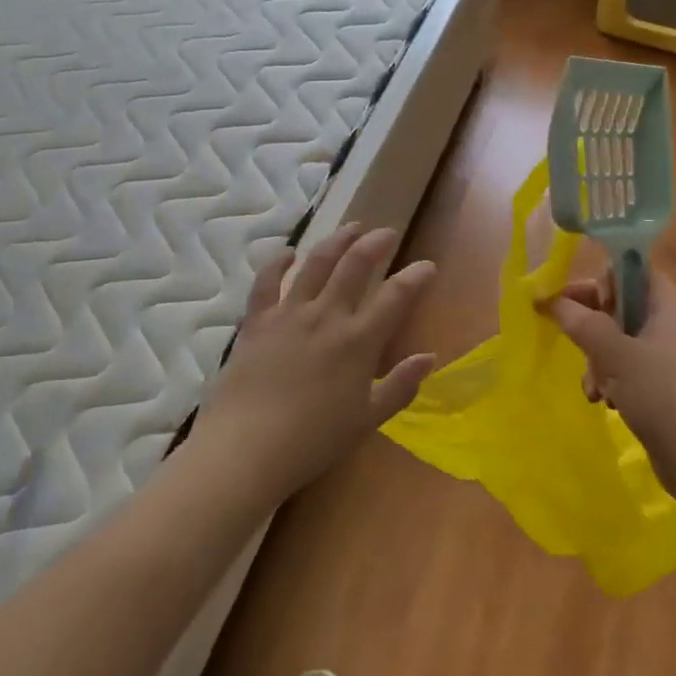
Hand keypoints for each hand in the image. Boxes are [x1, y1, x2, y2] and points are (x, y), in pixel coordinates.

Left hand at [196, 223, 436, 500]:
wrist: (247, 449)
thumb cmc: (313, 442)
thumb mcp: (367, 420)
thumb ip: (400, 386)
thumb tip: (428, 358)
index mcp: (358, 341)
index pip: (395, 296)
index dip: (416, 276)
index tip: (427, 266)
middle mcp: (326, 316)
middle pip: (356, 265)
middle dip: (376, 243)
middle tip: (387, 232)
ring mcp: (289, 313)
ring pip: (316, 262)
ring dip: (337, 240)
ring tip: (351, 227)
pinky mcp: (257, 320)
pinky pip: (267, 280)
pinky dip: (278, 261)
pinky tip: (288, 252)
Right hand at [545, 269, 675, 499]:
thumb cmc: (668, 397)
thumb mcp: (617, 356)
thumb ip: (584, 324)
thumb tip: (554, 301)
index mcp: (668, 305)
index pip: (630, 270)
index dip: (599, 280)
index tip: (574, 304)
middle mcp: (671, 325)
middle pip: (621, 306)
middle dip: (591, 325)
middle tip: (570, 341)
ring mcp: (671, 359)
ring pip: (621, 342)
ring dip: (598, 359)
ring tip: (592, 387)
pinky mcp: (668, 390)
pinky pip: (630, 371)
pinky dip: (613, 381)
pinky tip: (604, 402)